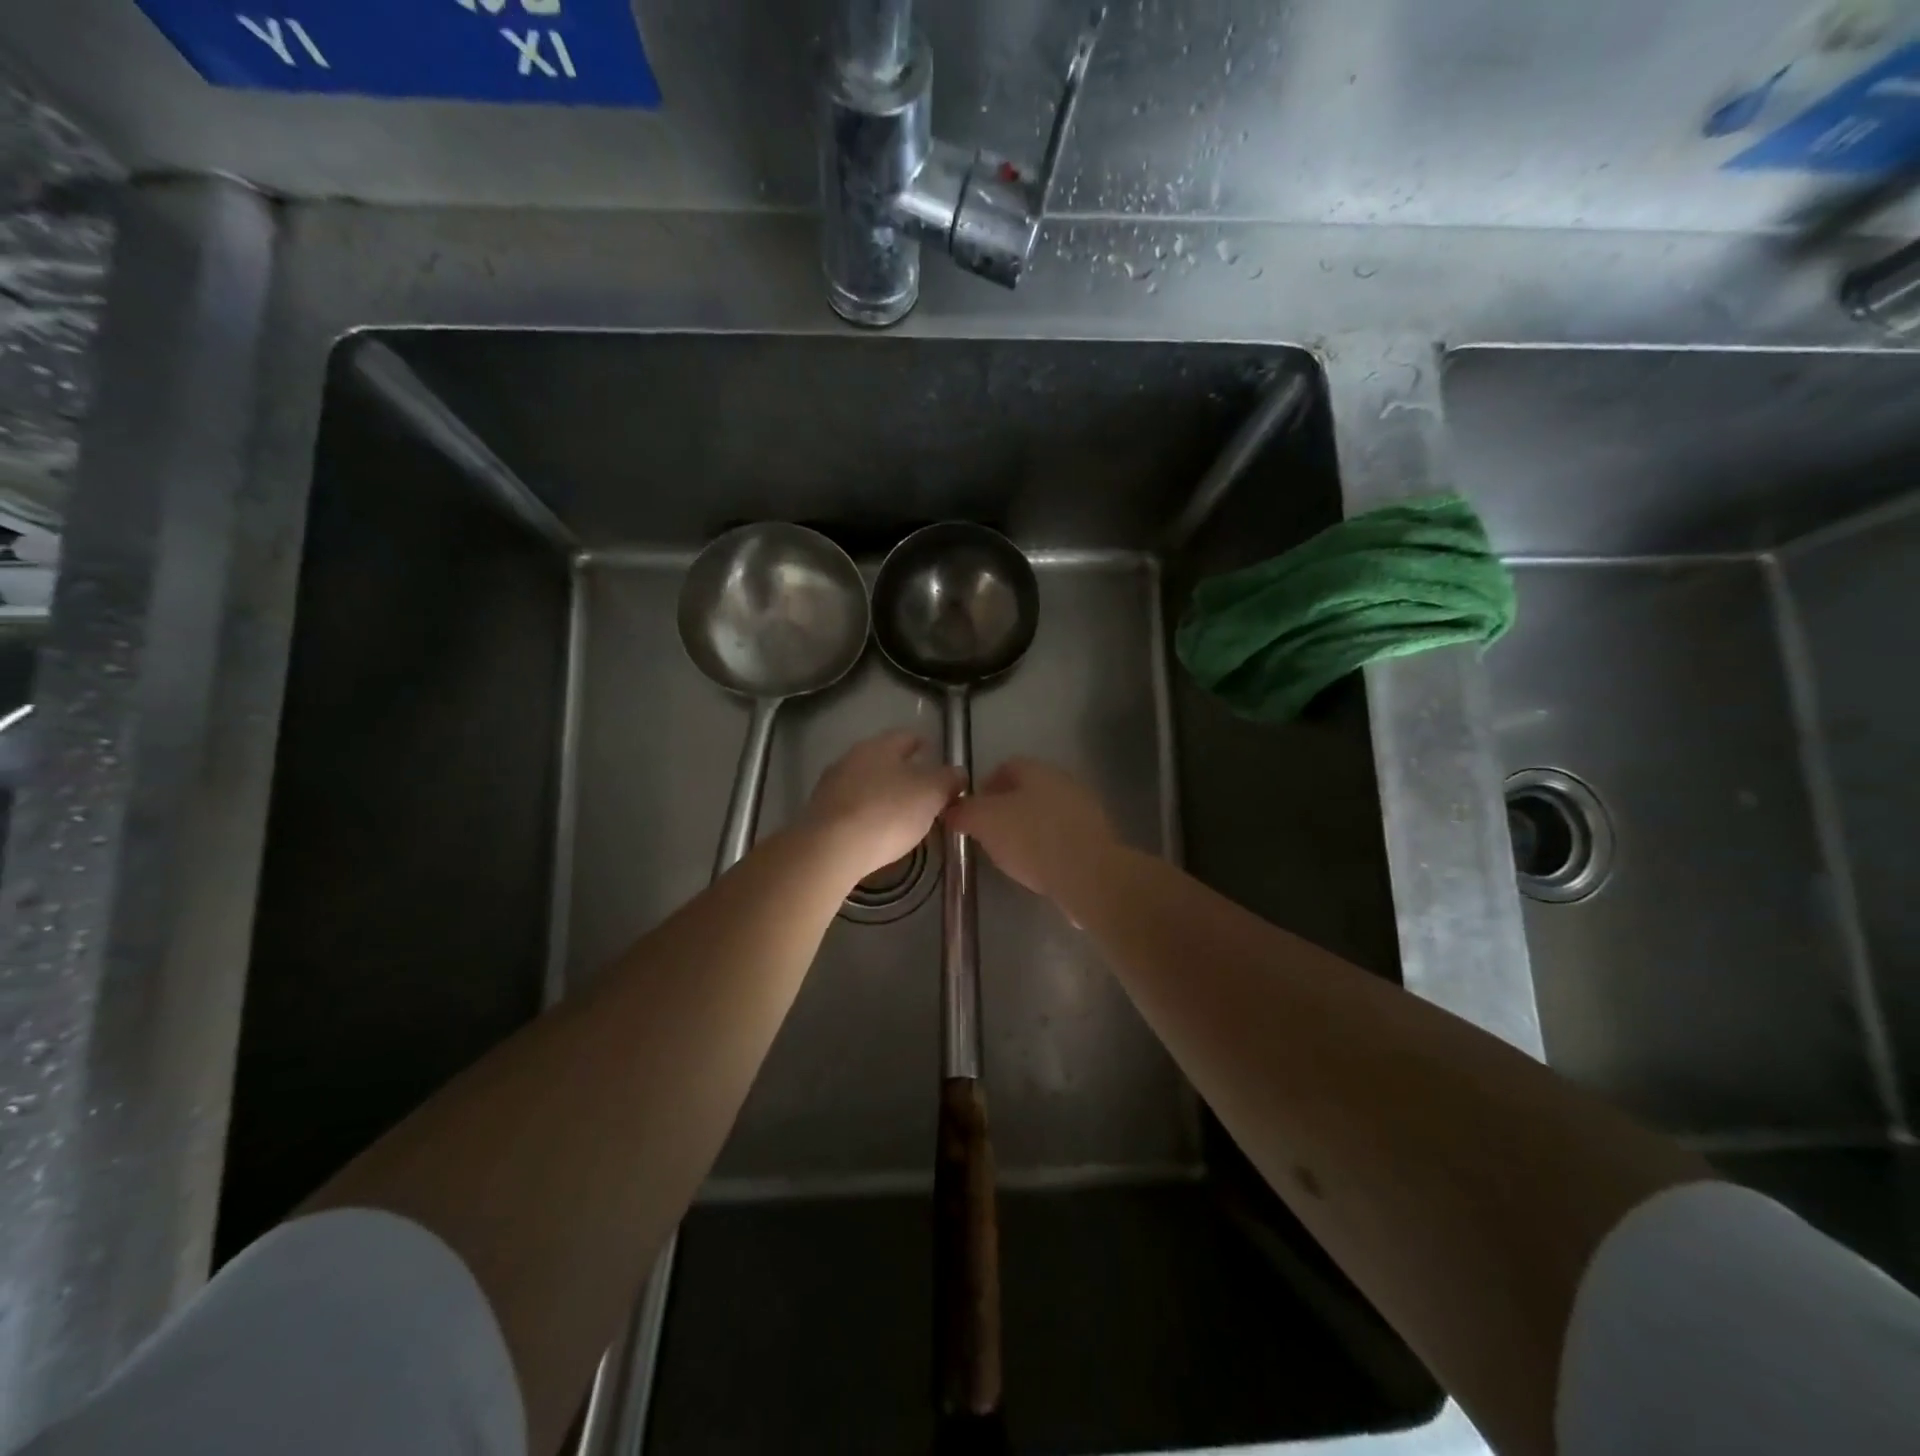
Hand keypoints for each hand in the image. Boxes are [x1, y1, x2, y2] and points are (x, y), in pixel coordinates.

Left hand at [804, 730, 965, 881]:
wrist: (830, 849)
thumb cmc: (887, 812)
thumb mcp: (931, 794)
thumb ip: (948, 780)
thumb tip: (957, 773)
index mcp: (879, 746)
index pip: (906, 736)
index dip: (922, 743)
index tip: (933, 751)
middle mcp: (851, 758)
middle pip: (883, 759)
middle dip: (902, 770)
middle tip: (922, 787)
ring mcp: (830, 786)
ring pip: (864, 782)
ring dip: (882, 792)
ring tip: (901, 812)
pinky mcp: (819, 814)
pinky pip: (850, 807)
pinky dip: (865, 813)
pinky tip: (875, 830)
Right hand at [945, 757, 1116, 902]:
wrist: (1089, 874)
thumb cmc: (1032, 838)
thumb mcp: (984, 822)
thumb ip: (964, 812)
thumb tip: (950, 810)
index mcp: (1036, 769)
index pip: (1005, 767)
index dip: (984, 787)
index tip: (971, 812)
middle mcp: (1063, 781)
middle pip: (1027, 790)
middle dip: (1006, 809)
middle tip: (988, 834)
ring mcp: (1084, 809)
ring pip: (1046, 813)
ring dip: (1028, 829)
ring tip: (1011, 855)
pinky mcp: (1096, 838)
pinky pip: (1063, 836)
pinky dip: (1048, 847)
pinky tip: (1038, 868)